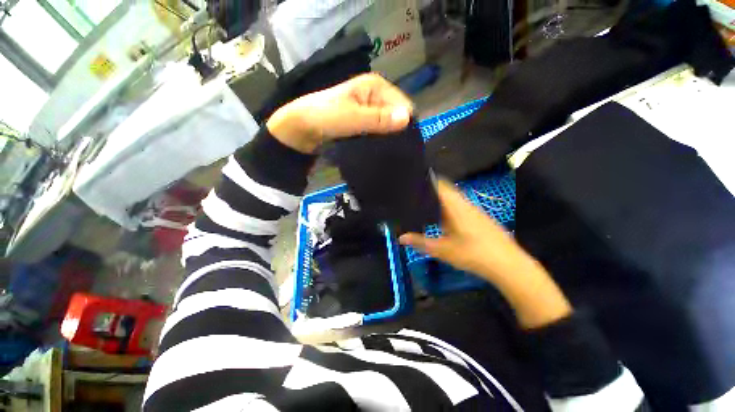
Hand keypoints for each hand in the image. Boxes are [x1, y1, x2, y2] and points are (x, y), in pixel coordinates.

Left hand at [266, 73, 413, 152]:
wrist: (300, 129)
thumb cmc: (325, 117)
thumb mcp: (352, 118)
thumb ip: (378, 119)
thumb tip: (407, 119)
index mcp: (375, 86)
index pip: (403, 104)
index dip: (404, 123)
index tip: (403, 144)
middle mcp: (374, 95)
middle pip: (395, 115)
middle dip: (396, 132)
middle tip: (394, 151)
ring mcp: (367, 109)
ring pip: (386, 125)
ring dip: (387, 137)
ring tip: (387, 152)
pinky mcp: (361, 123)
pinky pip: (376, 131)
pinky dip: (378, 140)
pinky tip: (378, 150)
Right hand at [400, 181, 571, 328]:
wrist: (508, 264)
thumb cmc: (473, 254)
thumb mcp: (443, 250)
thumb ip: (420, 242)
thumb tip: (401, 237)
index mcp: (455, 206)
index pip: (439, 184)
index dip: (426, 179)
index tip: (412, 180)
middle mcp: (464, 203)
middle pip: (445, 189)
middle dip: (429, 189)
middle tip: (413, 193)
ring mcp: (473, 209)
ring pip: (452, 198)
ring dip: (439, 198)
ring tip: (422, 203)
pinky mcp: (478, 217)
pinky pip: (459, 205)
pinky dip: (447, 206)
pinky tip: (441, 217)